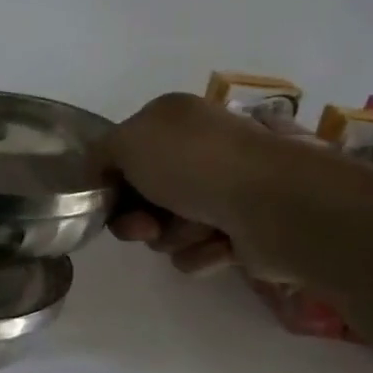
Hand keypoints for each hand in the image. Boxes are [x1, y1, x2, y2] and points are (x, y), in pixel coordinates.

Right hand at [105, 93, 295, 277]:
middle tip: (145, 227)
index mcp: (175, 121)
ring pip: (168, 228)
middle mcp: (200, 151)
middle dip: (138, 218)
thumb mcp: (127, 141)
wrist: (273, 204)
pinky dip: (202, 252)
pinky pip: (198, 252)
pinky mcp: (242, 231)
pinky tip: (220, 244)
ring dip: (173, 235)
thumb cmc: (194, 163)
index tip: (107, 200)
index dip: (110, 180)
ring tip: (197, 229)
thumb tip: (101, 172)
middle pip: (143, 196)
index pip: (126, 153)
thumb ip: (100, 154)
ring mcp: (224, 191)